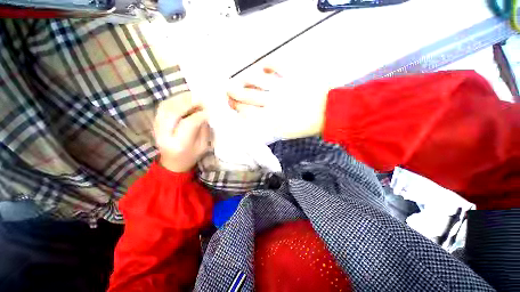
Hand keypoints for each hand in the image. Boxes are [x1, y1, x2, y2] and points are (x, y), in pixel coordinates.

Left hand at [154, 92, 211, 172]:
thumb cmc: (191, 156)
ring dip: (180, 98)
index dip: (199, 115)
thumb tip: (205, 113)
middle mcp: (164, 135)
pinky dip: (174, 100)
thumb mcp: (203, 146)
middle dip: (188, 102)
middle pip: (173, 112)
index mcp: (180, 144)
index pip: (188, 124)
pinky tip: (184, 99)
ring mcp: (157, 128)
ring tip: (193, 96)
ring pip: (166, 107)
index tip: (209, 111)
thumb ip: (204, 129)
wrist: (173, 162)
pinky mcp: (155, 122)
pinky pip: (163, 106)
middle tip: (201, 99)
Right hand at [227, 68, 328, 138]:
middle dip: (233, 92)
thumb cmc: (305, 126)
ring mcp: (282, 86)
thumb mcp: (283, 132)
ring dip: (244, 79)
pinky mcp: (293, 74)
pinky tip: (262, 68)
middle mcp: (272, 102)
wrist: (329, 113)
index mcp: (270, 119)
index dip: (235, 106)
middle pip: (245, 94)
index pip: (245, 111)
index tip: (232, 104)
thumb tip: (250, 116)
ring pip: (254, 78)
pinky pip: (274, 64)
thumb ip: (266, 124)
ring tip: (242, 80)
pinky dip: (266, 65)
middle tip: (229, 91)